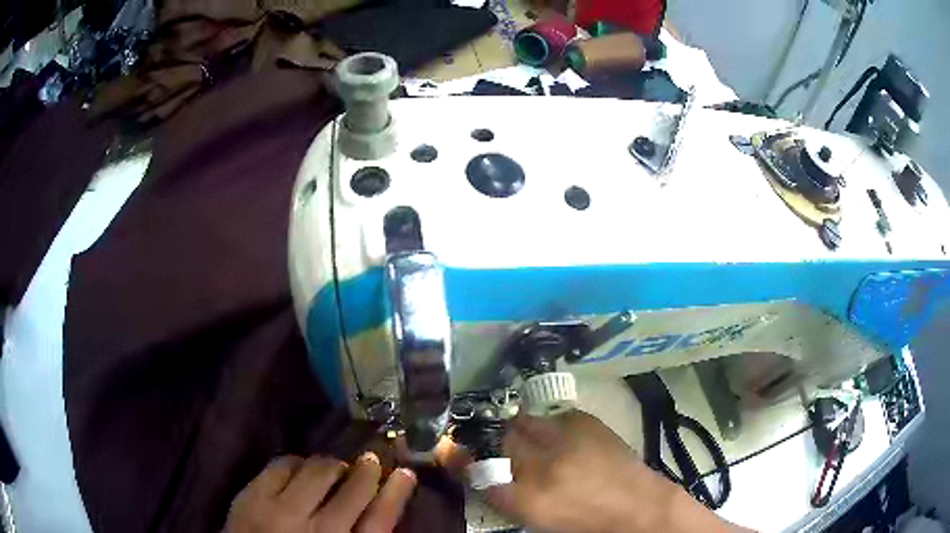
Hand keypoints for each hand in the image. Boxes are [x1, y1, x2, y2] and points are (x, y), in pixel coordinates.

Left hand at [224, 453, 416, 532]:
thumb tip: (379, 506)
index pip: (380, 520)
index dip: (395, 494)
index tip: (406, 473)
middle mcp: (318, 530)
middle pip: (353, 490)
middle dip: (367, 470)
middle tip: (371, 460)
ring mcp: (282, 511)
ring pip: (317, 472)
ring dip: (331, 465)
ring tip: (334, 466)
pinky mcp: (253, 496)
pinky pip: (282, 464)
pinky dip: (296, 461)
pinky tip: (300, 466)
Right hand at [483, 411, 745, 532]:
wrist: (638, 507)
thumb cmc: (585, 523)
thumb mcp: (537, 519)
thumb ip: (504, 496)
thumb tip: (481, 475)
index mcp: (528, 499)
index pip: (477, 473)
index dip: (460, 460)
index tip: (451, 453)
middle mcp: (542, 465)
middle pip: (497, 440)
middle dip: (485, 439)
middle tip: (488, 444)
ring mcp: (565, 438)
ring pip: (522, 422)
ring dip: (516, 430)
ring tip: (524, 440)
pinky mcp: (586, 422)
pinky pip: (553, 417)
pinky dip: (548, 427)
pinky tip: (557, 439)